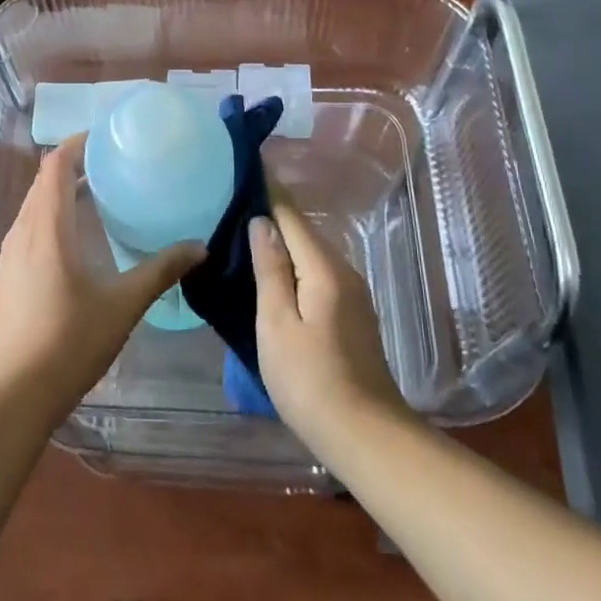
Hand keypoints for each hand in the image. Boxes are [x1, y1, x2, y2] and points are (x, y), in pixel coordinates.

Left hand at [0, 137, 203, 419]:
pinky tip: (79, 242)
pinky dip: (54, 219)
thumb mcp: (123, 304)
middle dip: (76, 167)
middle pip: (45, 182)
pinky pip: (30, 229)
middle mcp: (23, 231)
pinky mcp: (7, 275)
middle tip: (114, 166)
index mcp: (47, 226)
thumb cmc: (70, 340)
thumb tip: (198, 248)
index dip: (78, 144)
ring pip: (36, 207)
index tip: (107, 138)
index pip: (56, 165)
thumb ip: (161, 271)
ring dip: (64, 194)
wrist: (15, 391)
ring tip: (101, 198)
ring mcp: (10, 254)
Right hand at [250, 198, 411, 451]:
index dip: (268, 189)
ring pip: (310, 254)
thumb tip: (262, 221)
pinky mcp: (351, 316)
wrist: (366, 436)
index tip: (246, 164)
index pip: (291, 215)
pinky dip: (293, 264)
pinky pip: (316, 274)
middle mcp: (343, 273)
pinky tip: (273, 272)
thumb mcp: (277, 323)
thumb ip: (270, 269)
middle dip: (272, 213)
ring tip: (245, 230)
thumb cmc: (310, 379)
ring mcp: (351, 295)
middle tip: (234, 199)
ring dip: (282, 240)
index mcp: (323, 269)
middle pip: (303, 232)